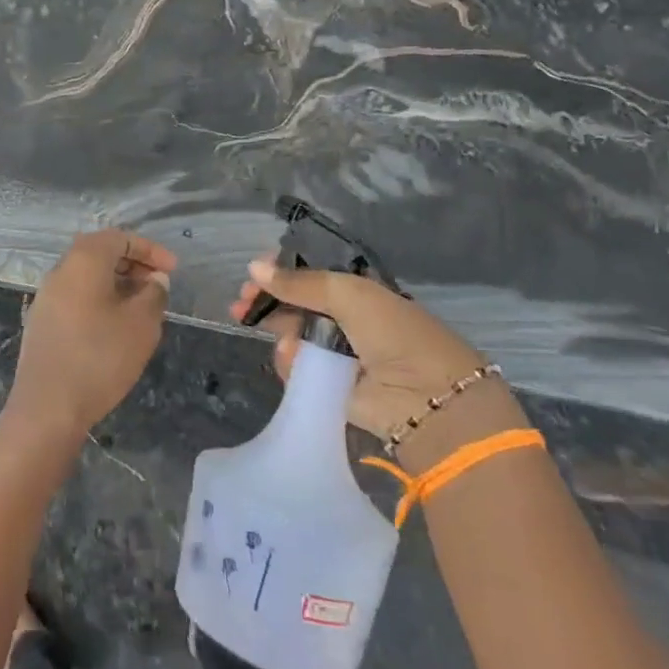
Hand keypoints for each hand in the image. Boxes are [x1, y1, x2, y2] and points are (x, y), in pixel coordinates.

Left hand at [6, 230, 174, 442]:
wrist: (47, 406)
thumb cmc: (100, 357)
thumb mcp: (141, 324)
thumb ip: (154, 294)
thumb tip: (154, 280)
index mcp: (83, 260)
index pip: (119, 237)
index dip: (150, 249)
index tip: (172, 270)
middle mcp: (60, 270)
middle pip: (99, 252)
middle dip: (132, 263)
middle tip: (157, 285)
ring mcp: (46, 296)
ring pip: (86, 276)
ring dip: (116, 282)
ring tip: (141, 306)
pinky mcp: (42, 321)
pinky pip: (76, 296)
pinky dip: (99, 299)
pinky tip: (115, 326)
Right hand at [231, 258, 513, 467]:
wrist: (428, 400)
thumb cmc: (394, 333)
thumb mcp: (348, 294)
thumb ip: (299, 282)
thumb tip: (253, 268)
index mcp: (357, 292)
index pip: (310, 275)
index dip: (280, 272)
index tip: (253, 274)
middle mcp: (346, 319)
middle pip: (295, 305)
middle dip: (267, 302)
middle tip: (240, 306)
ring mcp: (337, 354)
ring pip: (291, 336)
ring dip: (281, 333)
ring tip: (285, 341)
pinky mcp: (329, 386)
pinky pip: (297, 369)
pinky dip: (290, 363)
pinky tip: (294, 360)